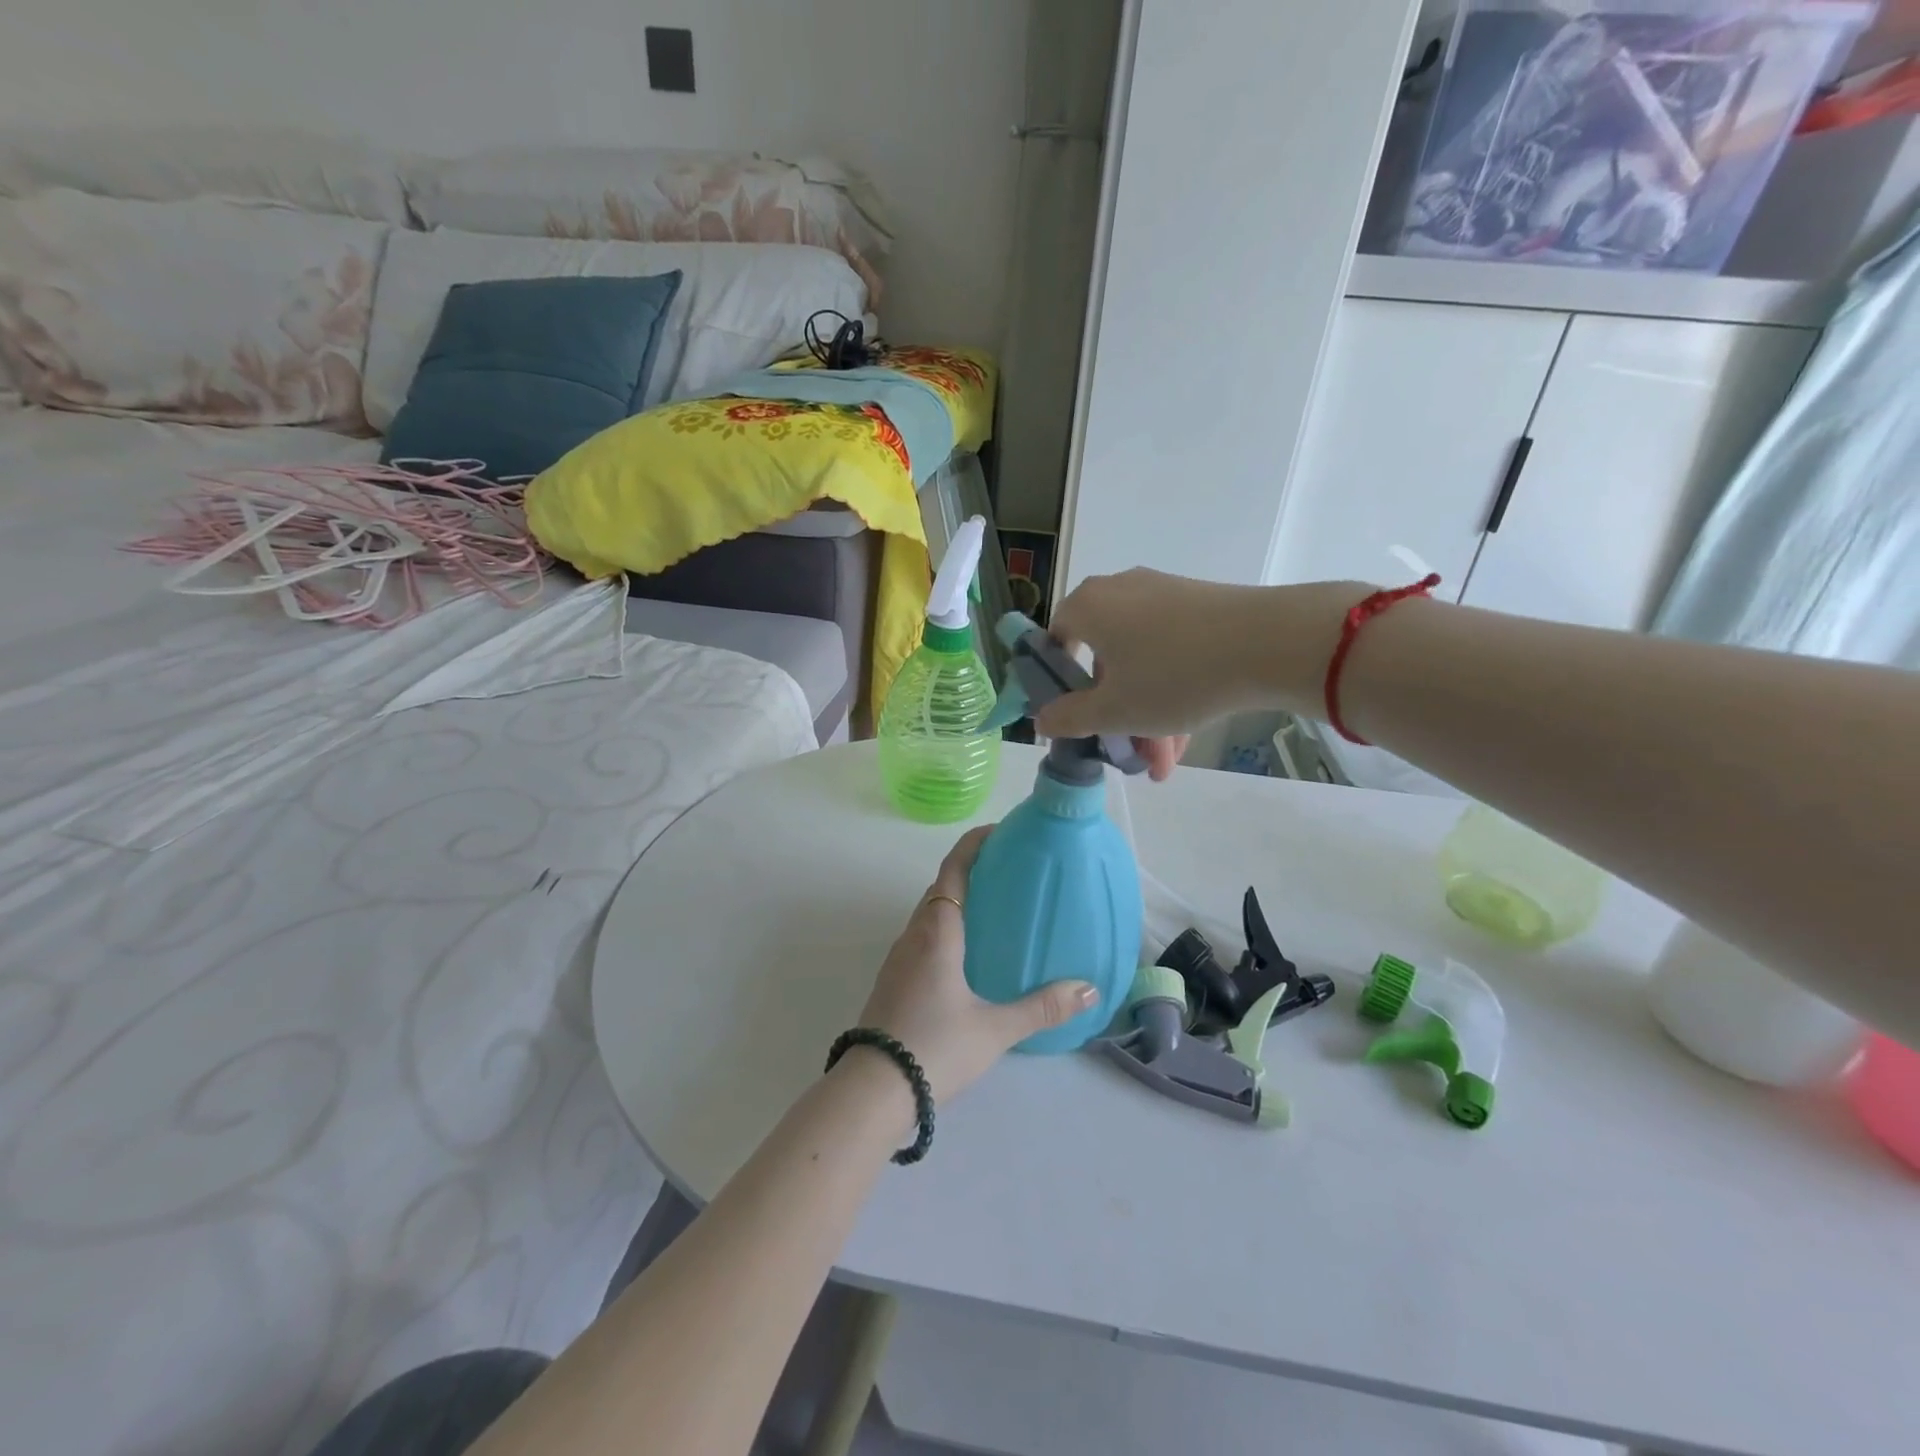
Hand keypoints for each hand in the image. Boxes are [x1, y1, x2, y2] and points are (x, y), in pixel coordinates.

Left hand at [857, 826, 1098, 1103]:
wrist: (872, 1089)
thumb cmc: (935, 1047)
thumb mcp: (995, 1029)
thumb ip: (1042, 1008)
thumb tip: (1089, 989)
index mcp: (938, 931)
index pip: (954, 868)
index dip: (975, 843)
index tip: (1001, 831)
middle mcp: (914, 934)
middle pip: (942, 886)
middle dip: (973, 872)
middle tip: (1011, 873)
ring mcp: (899, 957)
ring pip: (930, 914)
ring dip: (958, 901)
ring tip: (996, 911)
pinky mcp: (893, 980)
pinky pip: (923, 938)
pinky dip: (947, 929)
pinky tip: (969, 956)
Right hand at [1037, 570, 1362, 743]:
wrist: (1269, 643)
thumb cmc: (1173, 676)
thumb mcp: (1113, 710)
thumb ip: (1069, 717)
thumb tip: (1040, 720)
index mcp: (1089, 607)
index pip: (1055, 639)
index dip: (1058, 683)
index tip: (1074, 718)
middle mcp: (1121, 592)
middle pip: (1104, 660)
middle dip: (1114, 713)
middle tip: (1126, 752)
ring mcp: (1165, 596)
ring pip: (1142, 663)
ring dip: (1147, 714)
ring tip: (1165, 763)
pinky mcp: (1202, 606)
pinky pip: (1172, 653)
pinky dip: (1172, 692)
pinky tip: (1186, 739)